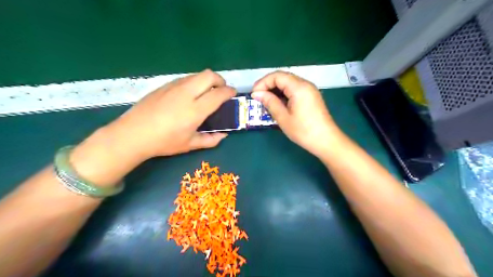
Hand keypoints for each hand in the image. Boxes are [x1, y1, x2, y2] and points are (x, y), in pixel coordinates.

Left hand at [104, 68, 235, 159]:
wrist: (133, 134)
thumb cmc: (164, 142)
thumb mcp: (190, 145)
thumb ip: (211, 140)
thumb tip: (224, 135)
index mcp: (195, 110)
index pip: (218, 94)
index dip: (229, 91)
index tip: (233, 94)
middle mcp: (186, 94)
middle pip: (209, 75)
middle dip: (220, 80)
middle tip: (221, 90)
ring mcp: (174, 87)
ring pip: (197, 75)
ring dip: (207, 81)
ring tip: (206, 93)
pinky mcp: (164, 85)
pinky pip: (185, 79)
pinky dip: (194, 83)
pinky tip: (189, 95)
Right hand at [252, 71, 341, 156]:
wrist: (326, 141)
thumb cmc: (303, 131)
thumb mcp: (283, 118)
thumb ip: (270, 102)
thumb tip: (256, 93)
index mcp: (299, 87)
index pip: (277, 76)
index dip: (263, 82)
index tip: (254, 94)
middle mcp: (305, 84)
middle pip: (283, 77)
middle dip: (268, 85)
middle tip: (258, 97)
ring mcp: (310, 90)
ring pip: (288, 83)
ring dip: (276, 90)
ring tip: (266, 101)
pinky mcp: (311, 96)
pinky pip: (294, 89)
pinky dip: (284, 94)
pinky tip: (278, 104)